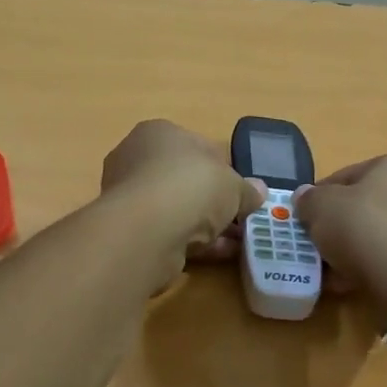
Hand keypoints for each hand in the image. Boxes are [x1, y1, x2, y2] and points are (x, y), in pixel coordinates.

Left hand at [100, 120, 263, 282]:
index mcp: (159, 132)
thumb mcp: (233, 185)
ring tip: (234, 243)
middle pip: (184, 180)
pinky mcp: (127, 228)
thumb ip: (246, 189)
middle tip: (238, 219)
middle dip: (213, 201)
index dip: (223, 170)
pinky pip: (166, 231)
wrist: (147, 230)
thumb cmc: (192, 186)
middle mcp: (136, 158)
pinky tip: (218, 254)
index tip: (239, 192)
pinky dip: (191, 241)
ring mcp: (128, 195)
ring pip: (175, 209)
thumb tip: (258, 191)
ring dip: (205, 225)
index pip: (197, 146)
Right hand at [294, 156, 386, 326]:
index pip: (342, 177)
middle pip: (360, 206)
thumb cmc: (364, 229)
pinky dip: (369, 265)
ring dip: (350, 249)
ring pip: (374, 233)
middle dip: (335, 226)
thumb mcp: (320, 207)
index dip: (317, 199)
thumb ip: (307, 199)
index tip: (303, 221)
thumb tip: (306, 198)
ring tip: (329, 270)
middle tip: (315, 246)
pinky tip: (349, 282)